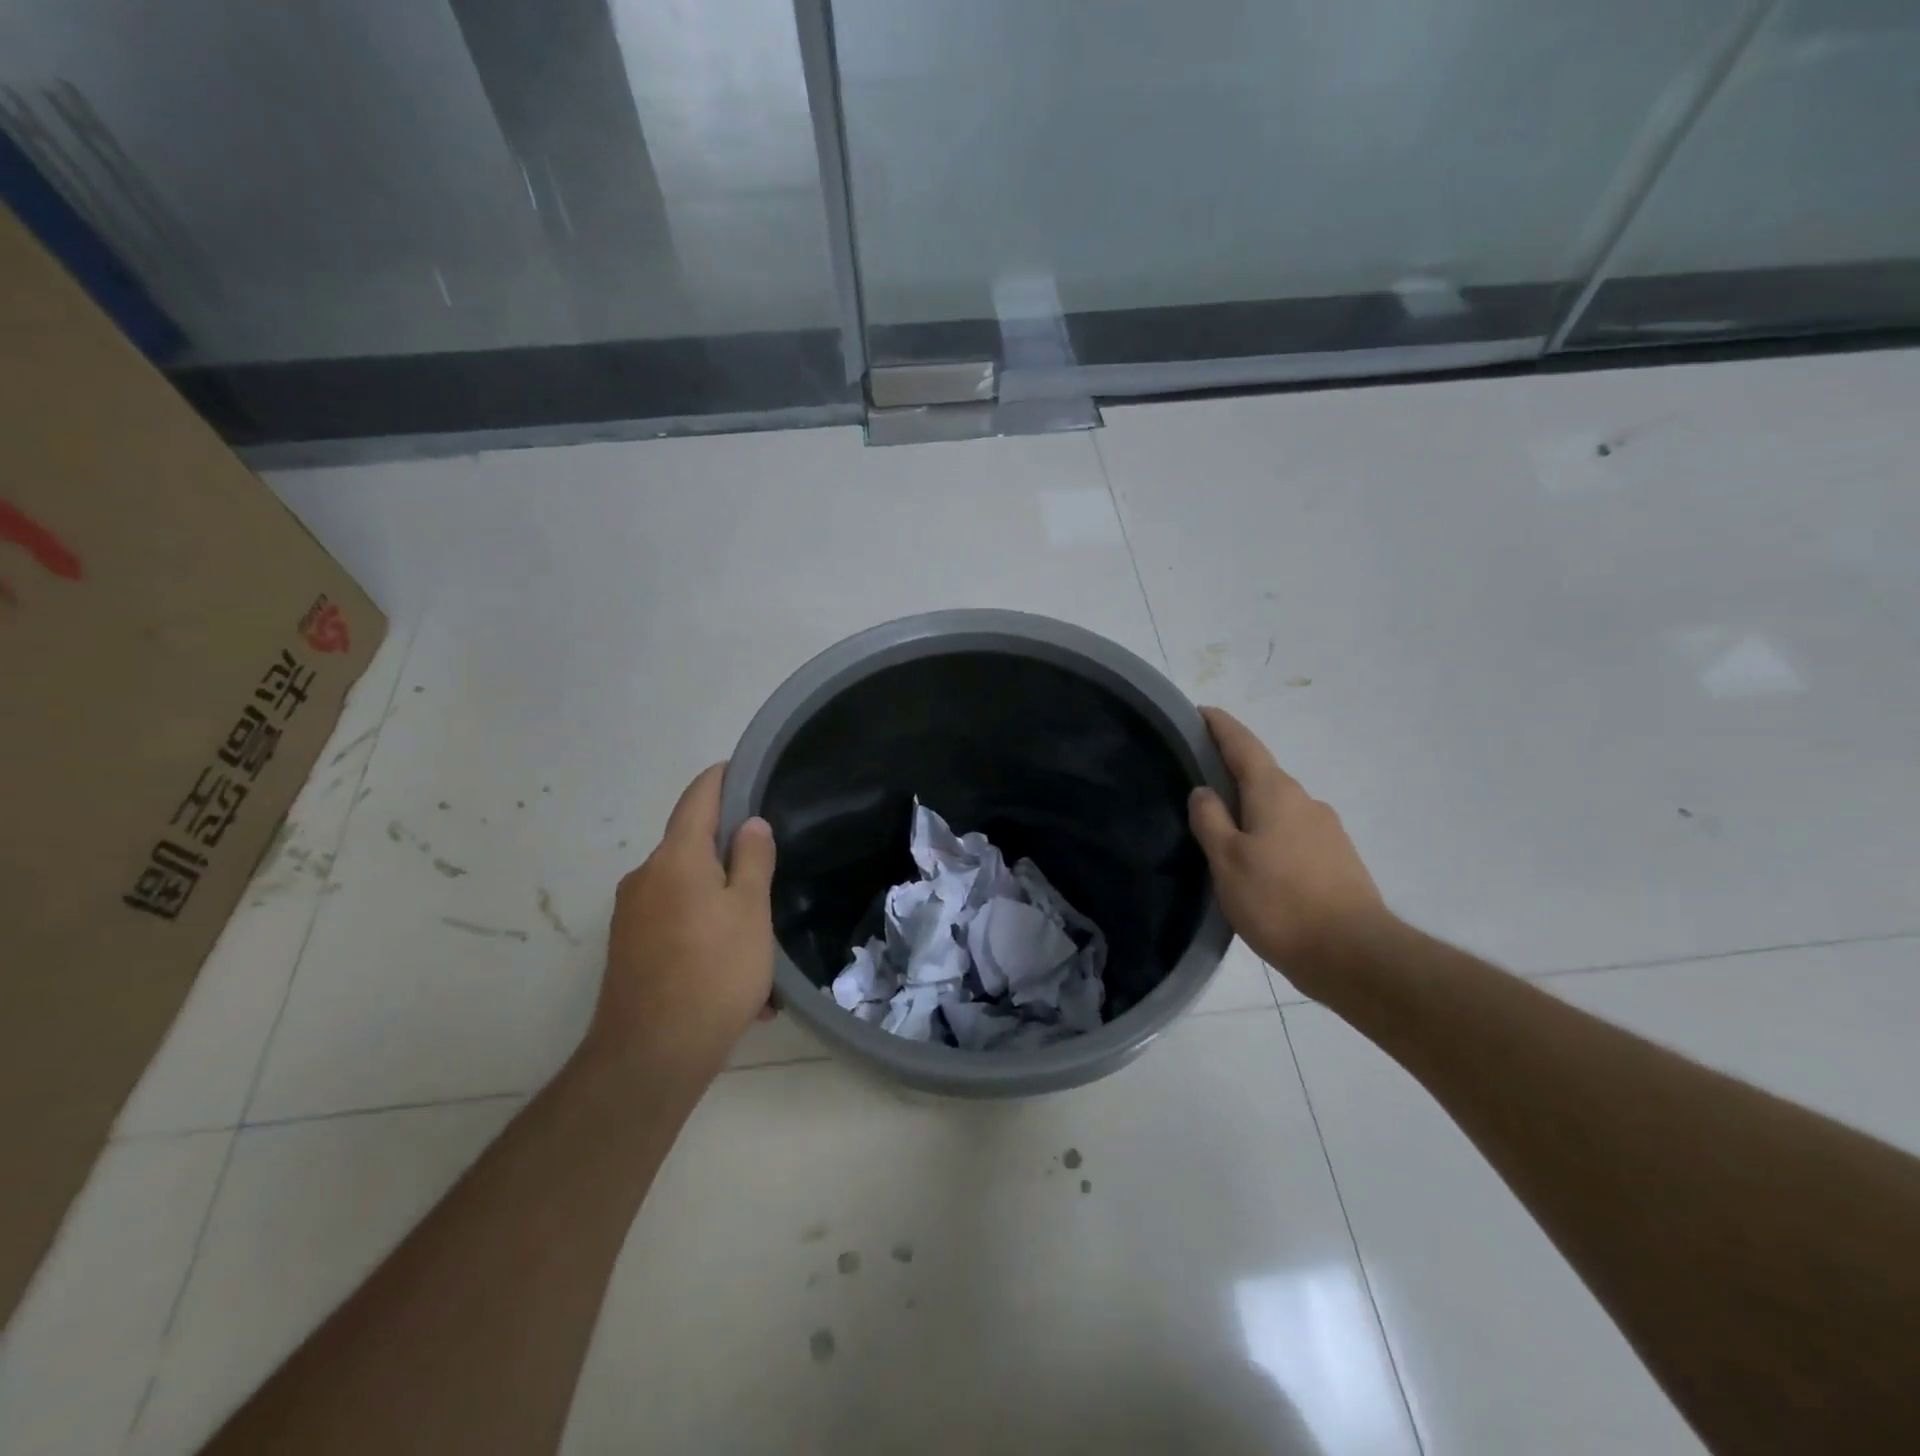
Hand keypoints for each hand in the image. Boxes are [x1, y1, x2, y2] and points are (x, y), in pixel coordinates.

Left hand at [587, 763, 775, 1077]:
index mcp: (676, 858)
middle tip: (770, 872)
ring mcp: (631, 915)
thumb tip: (748, 824)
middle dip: (730, 856)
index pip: (697, 798)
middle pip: (692, 848)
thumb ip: (751, 860)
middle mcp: (645, 877)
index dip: (720, 778)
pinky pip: (675, 926)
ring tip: (760, 944)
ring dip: (722, 906)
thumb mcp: (750, 911)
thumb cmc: (713, 972)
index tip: (743, 768)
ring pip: (687, 893)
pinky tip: (737, 978)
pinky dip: (705, 935)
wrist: (650, 1056)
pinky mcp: (628, 950)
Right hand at [1189, 707, 1387, 983]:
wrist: (1354, 955)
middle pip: (1262, 774)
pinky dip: (1269, 833)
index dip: (1220, 726)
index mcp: (1275, 793)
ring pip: (1278, 806)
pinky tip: (1256, 862)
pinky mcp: (1338, 858)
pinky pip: (1293, 832)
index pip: (1243, 745)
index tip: (1200, 712)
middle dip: (1232, 771)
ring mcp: (1326, 830)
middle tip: (1198, 782)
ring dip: (1251, 808)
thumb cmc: (1279, 902)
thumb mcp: (1227, 861)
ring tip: (1222, 831)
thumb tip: (1204, 790)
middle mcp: (1305, 801)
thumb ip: (1210, 820)